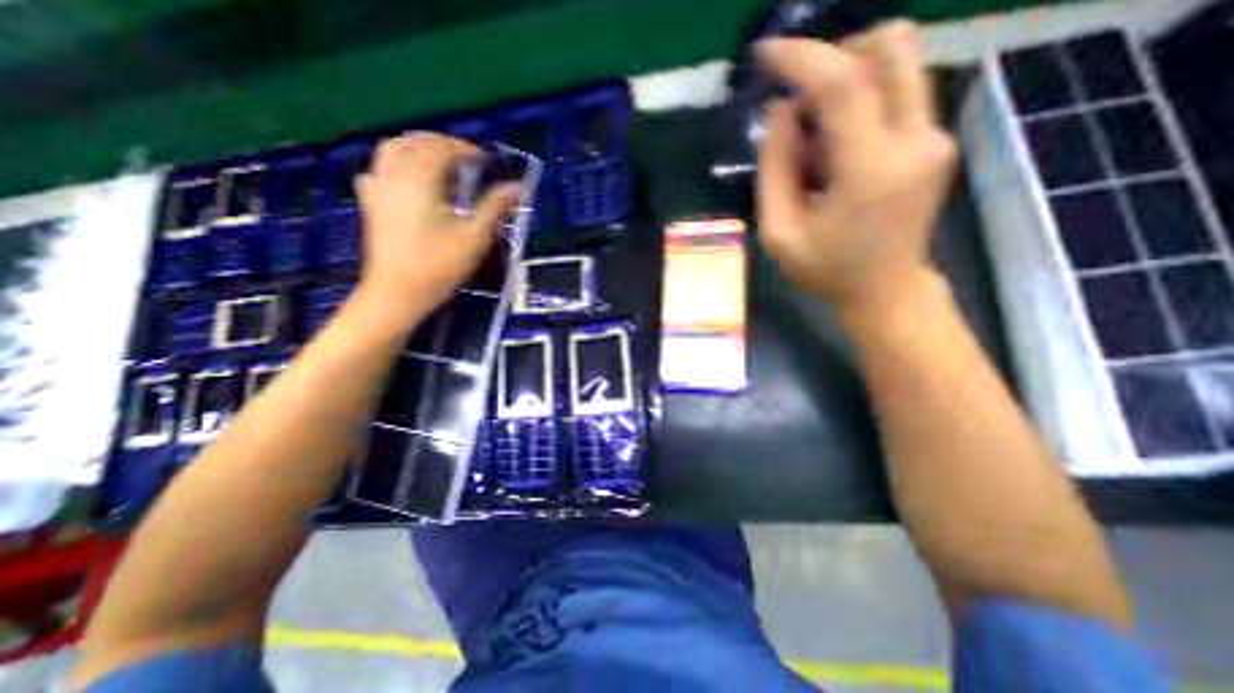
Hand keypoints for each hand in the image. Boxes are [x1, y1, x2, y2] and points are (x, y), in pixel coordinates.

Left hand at [353, 134, 518, 325]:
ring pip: (393, 149)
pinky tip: (408, 176)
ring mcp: (378, 187)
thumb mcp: (474, 236)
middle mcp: (395, 174)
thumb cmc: (440, 265)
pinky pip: (379, 168)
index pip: (443, 148)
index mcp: (420, 179)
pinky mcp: (371, 202)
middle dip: (443, 144)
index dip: (467, 149)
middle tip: (467, 160)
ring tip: (440, 161)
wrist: (398, 291)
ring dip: (418, 147)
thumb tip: (517, 187)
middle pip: (417, 143)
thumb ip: (495, 207)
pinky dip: (396, 162)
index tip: (487, 162)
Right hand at [757, 18, 958, 312]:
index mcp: (870, 172)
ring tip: (815, 132)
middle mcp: (915, 141)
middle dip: (834, 55)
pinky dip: (861, 100)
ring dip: (848, 78)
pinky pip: (899, 93)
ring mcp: (934, 137)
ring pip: (899, 63)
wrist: (886, 289)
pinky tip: (837, 146)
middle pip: (889, 47)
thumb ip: (774, 170)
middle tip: (798, 97)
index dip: (800, 58)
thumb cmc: (826, 269)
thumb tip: (781, 112)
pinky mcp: (936, 140)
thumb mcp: (779, 232)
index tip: (766, 55)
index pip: (842, 84)